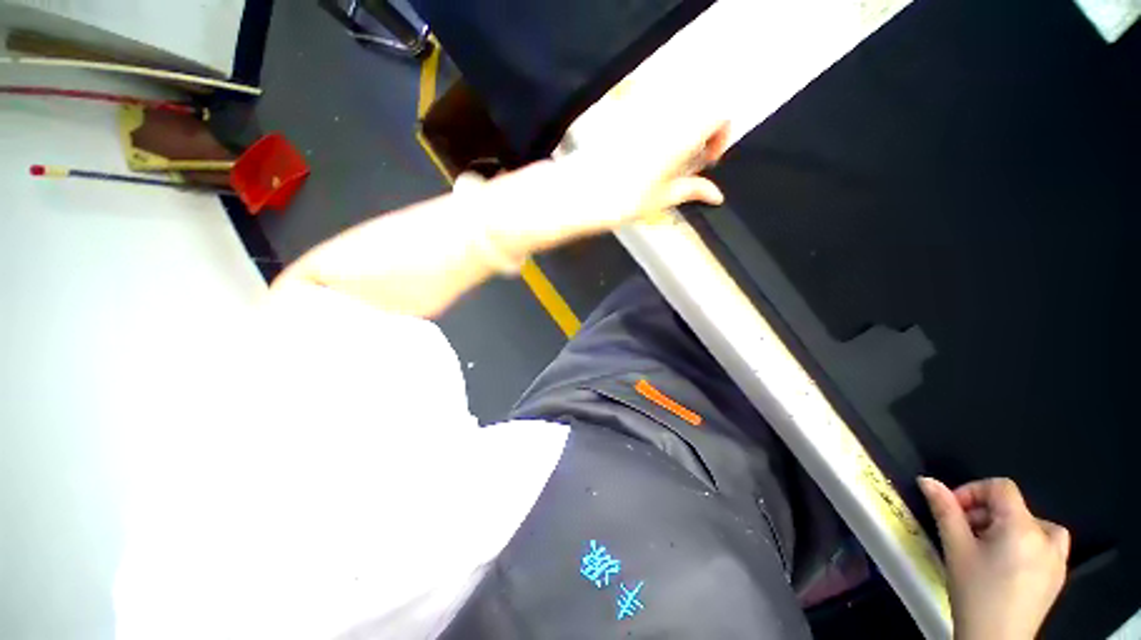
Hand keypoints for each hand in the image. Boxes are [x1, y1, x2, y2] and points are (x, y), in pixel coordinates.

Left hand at [475, 88, 731, 259]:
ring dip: (679, 135)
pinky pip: (651, 117)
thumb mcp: (661, 199)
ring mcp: (642, 116)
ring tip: (665, 166)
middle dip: (699, 135)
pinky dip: (658, 133)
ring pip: (674, 113)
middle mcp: (664, 117)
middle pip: (697, 111)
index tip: (709, 159)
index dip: (720, 134)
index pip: (718, 113)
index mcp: (680, 134)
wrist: (580, 193)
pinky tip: (645, 159)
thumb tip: (716, 196)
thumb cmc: (624, 200)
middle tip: (687, 165)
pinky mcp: (623, 120)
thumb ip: (691, 190)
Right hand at [919, 477, 1068, 639]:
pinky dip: (1027, 543)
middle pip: (1014, 506)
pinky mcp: (1059, 575)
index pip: (1000, 487)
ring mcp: (1058, 558)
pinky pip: (1047, 544)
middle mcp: (1047, 537)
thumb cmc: (974, 592)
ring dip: (1008, 528)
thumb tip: (927, 480)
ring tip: (987, 549)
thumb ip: (944, 510)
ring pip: (1034, 524)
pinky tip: (1009, 564)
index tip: (953, 511)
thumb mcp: (955, 548)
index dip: (973, 491)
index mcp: (1022, 527)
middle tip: (964, 536)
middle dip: (985, 515)